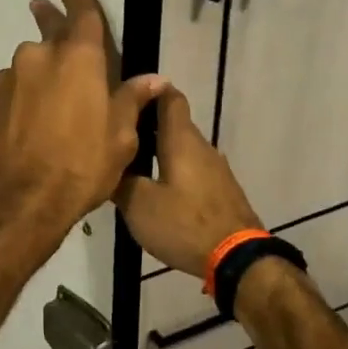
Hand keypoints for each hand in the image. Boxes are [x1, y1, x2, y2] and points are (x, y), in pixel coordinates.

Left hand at [0, 0, 166, 243]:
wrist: (23, 199)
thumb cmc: (83, 163)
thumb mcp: (121, 135)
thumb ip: (133, 99)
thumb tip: (154, 79)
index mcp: (80, 58)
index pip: (80, 10)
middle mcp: (42, 57)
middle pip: (51, 30)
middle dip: (52, 18)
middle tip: (46, 9)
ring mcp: (14, 78)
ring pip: (33, 62)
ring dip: (44, 68)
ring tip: (56, 94)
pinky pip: (18, 85)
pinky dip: (29, 90)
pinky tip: (37, 115)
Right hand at [114, 88, 261, 276]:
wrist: (237, 258)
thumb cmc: (184, 223)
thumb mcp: (139, 205)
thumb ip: (121, 180)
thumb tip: (110, 165)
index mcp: (181, 139)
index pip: (169, 96)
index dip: (149, 91)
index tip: (126, 97)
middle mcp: (202, 146)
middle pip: (173, 124)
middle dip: (147, 127)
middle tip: (118, 139)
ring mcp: (216, 169)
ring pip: (183, 149)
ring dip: (160, 152)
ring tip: (132, 167)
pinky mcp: (221, 191)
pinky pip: (193, 170)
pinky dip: (173, 172)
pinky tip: (157, 192)